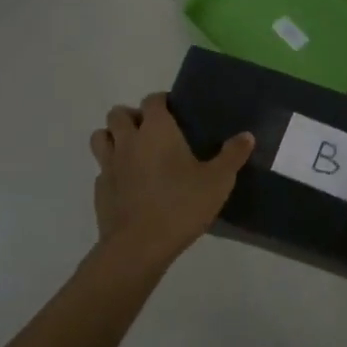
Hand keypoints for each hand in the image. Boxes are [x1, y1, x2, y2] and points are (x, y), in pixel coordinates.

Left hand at [89, 92, 253, 266]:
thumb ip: (233, 156)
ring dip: (113, 137)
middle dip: (132, 116)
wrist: (138, 247)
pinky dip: (112, 170)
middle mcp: (128, 140)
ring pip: (100, 137)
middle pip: (118, 113)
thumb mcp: (218, 181)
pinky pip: (102, 169)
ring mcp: (109, 165)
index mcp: (156, 130)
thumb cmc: (180, 205)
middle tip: (152, 132)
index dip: (161, 102)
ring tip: (133, 151)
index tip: (175, 112)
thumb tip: (247, 136)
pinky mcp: (99, 190)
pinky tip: (128, 185)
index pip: (152, 100)